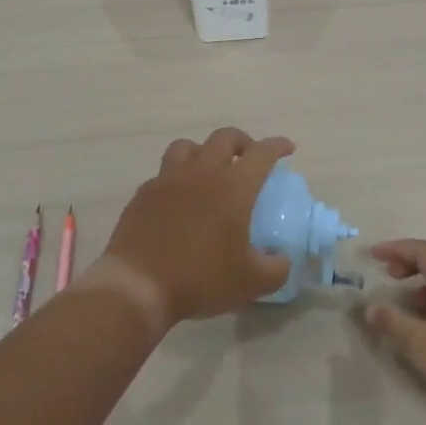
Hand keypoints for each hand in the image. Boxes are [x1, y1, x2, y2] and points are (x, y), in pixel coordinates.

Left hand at [82, 128, 294, 331]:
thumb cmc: (200, 279)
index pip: (261, 153)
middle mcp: (201, 173)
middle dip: (242, 141)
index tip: (287, 148)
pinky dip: (177, 177)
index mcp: (233, 187)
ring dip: (204, 151)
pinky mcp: (144, 194)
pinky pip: (164, 173)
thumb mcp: (251, 283)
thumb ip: (276, 268)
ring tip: (209, 169)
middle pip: (224, 138)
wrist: (138, 286)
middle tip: (249, 157)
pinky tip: (179, 198)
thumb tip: (282, 258)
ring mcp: (168, 180)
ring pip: (188, 146)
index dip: (277, 146)